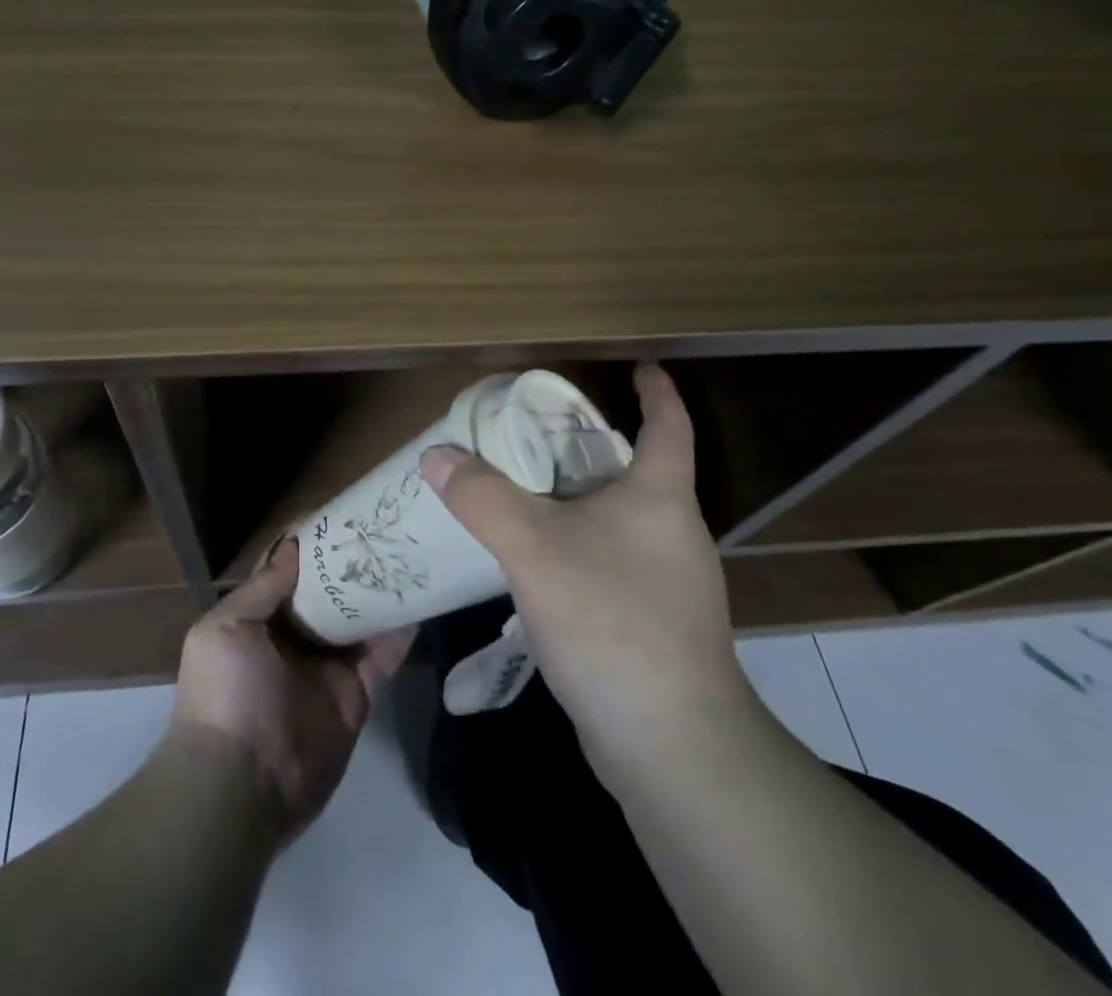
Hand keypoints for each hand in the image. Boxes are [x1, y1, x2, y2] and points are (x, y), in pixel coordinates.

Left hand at [171, 539, 413, 843]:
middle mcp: (295, 640)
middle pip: (329, 594)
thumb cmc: (227, 693)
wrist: (241, 785)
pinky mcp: (357, 695)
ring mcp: (328, 668)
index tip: (339, 515)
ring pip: (360, 620)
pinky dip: (401, 632)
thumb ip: (264, 588)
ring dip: (380, 592)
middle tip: (384, 529)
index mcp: (260, 622)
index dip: (310, 546)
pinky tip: (422, 600)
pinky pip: (383, 657)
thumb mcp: (226, 629)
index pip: (289, 574)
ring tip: (409, 554)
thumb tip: (294, 545)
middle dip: (351, 565)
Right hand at [419, 363, 751, 773]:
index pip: (670, 424)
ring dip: (580, 498)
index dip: (656, 390)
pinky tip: (542, 561)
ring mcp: (671, 582)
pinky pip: (612, 560)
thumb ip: (482, 497)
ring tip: (527, 491)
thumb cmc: (612, 621)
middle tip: (539, 431)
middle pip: (638, 469)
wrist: (672, 746)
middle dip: (593, 444)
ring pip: (621, 518)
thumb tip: (437, 455)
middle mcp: (674, 531)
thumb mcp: (533, 549)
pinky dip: (579, 544)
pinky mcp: (657, 624)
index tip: (639, 365)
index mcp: (660, 497)